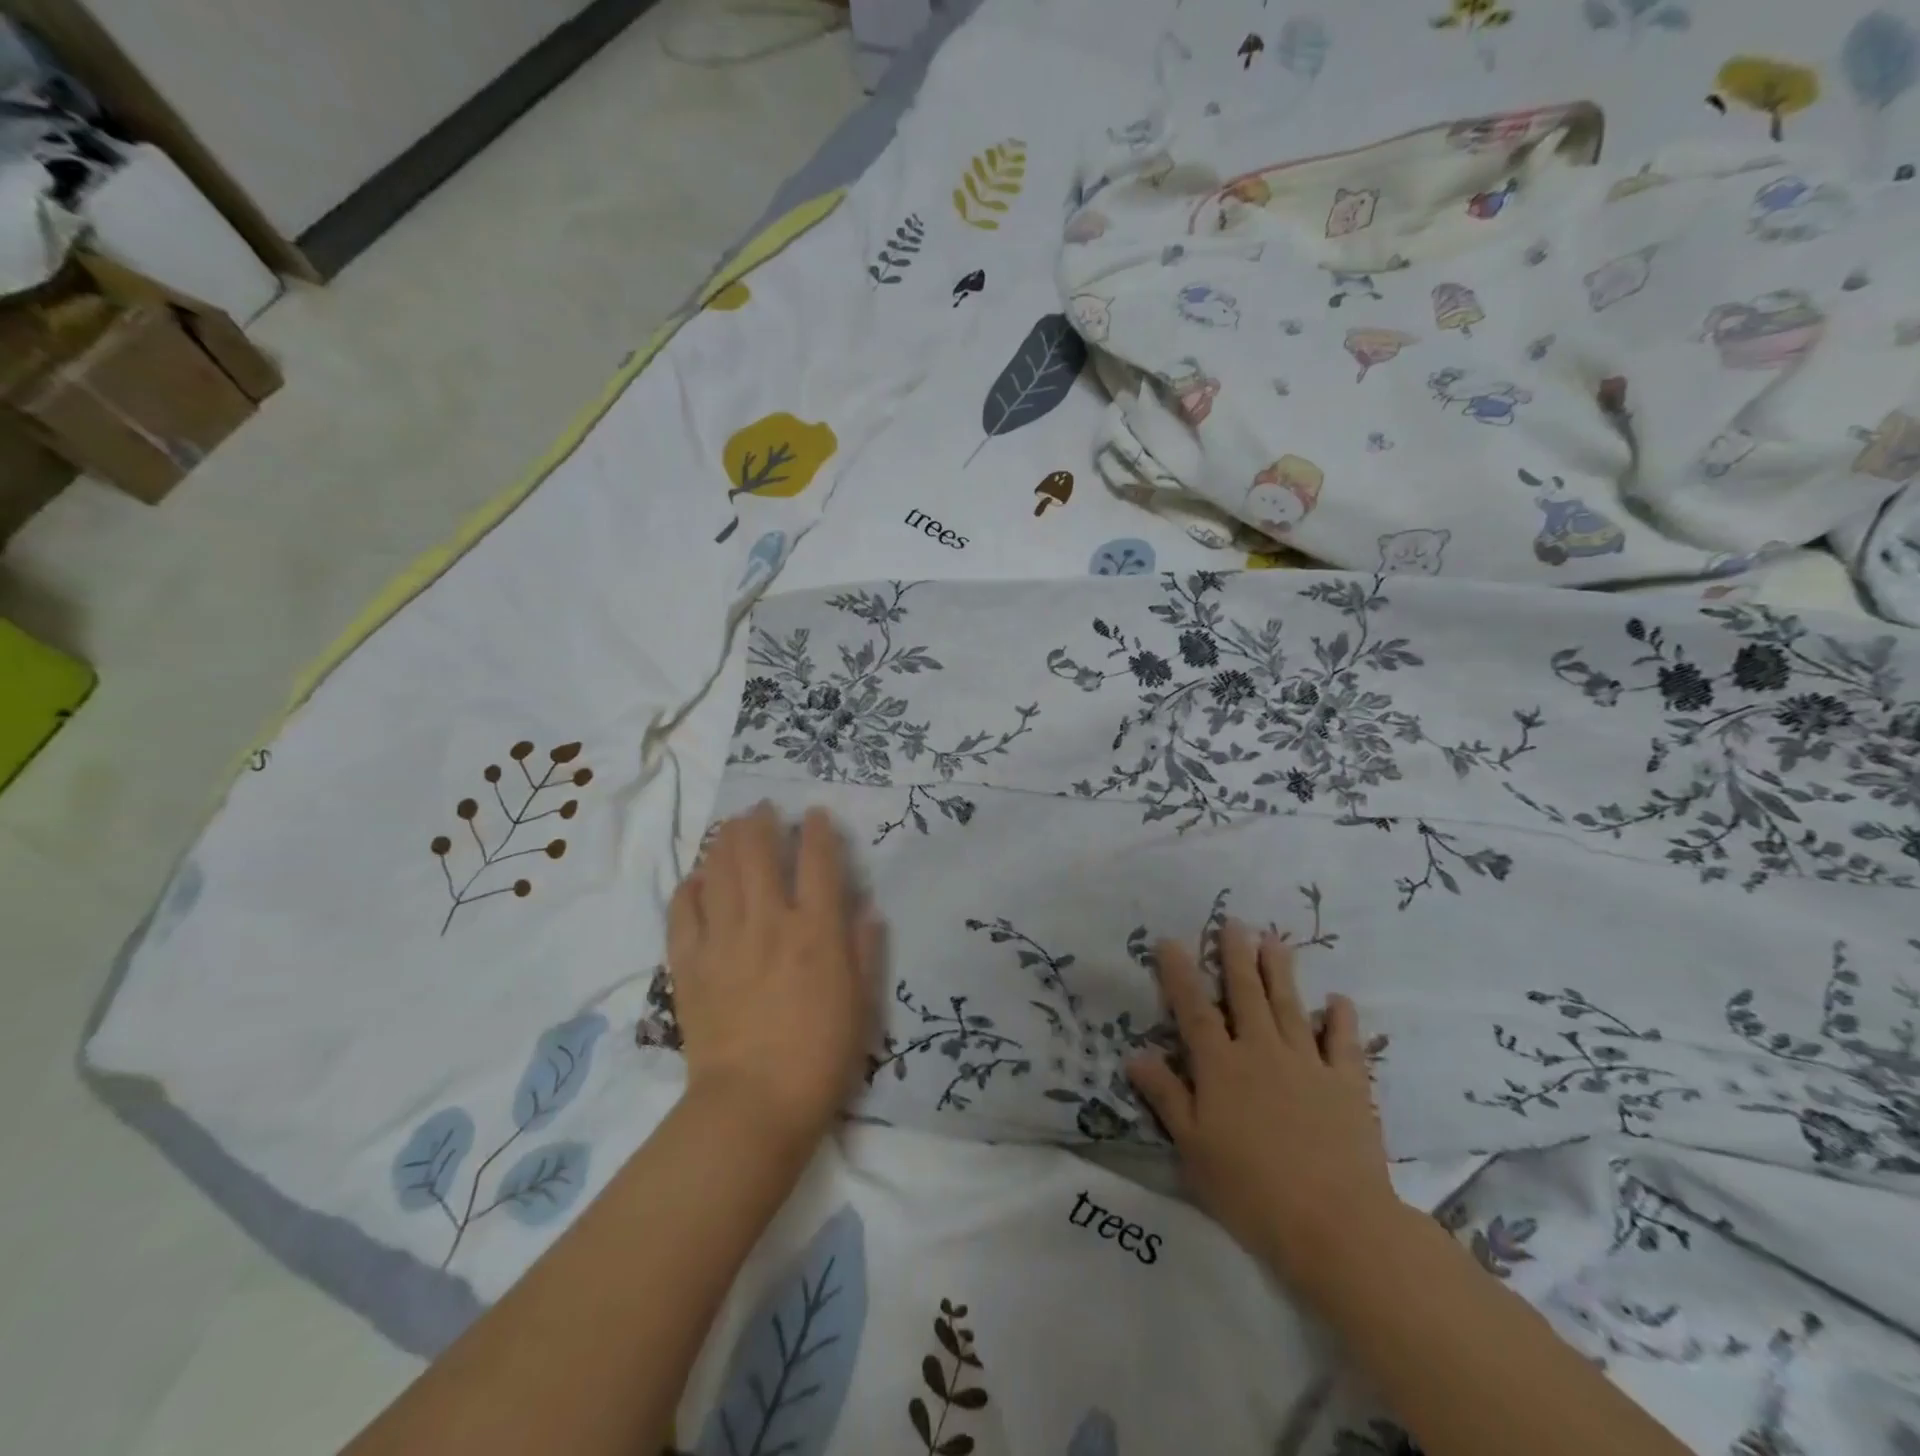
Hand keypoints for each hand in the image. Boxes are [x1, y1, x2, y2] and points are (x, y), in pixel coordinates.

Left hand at [665, 803, 880, 1152]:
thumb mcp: (862, 1003)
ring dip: (725, 842)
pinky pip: (683, 912)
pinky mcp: (689, 964)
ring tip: (730, 827)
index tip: (814, 813)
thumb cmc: (821, 1056)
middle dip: (760, 822)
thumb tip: (866, 908)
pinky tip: (696, 879)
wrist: (752, 1106)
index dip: (817, 831)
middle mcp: (769, 923)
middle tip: (761, 808)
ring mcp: (724, 940)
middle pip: (759, 854)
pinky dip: (690, 888)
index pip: (818, 862)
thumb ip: (864, 950)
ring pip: (720, 872)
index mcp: (816, 931)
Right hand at [1126, 921, 1396, 1291]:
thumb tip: (1135, 1055)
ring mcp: (1308, 1064)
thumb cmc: (1251, 1190)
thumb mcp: (1193, 1148)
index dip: (1180, 974)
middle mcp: (1262, 1051)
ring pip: (1290, 1006)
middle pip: (1246, 994)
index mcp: (1221, 1067)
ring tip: (1273, 940)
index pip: (1194, 1010)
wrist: (1335, 1224)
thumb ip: (1166, 1097)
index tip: (1171, 941)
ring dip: (1280, 971)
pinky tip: (1339, 1000)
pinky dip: (1341, 1020)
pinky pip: (1344, 1044)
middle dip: (1236, 956)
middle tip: (1233, 922)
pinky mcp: (1348, 1085)